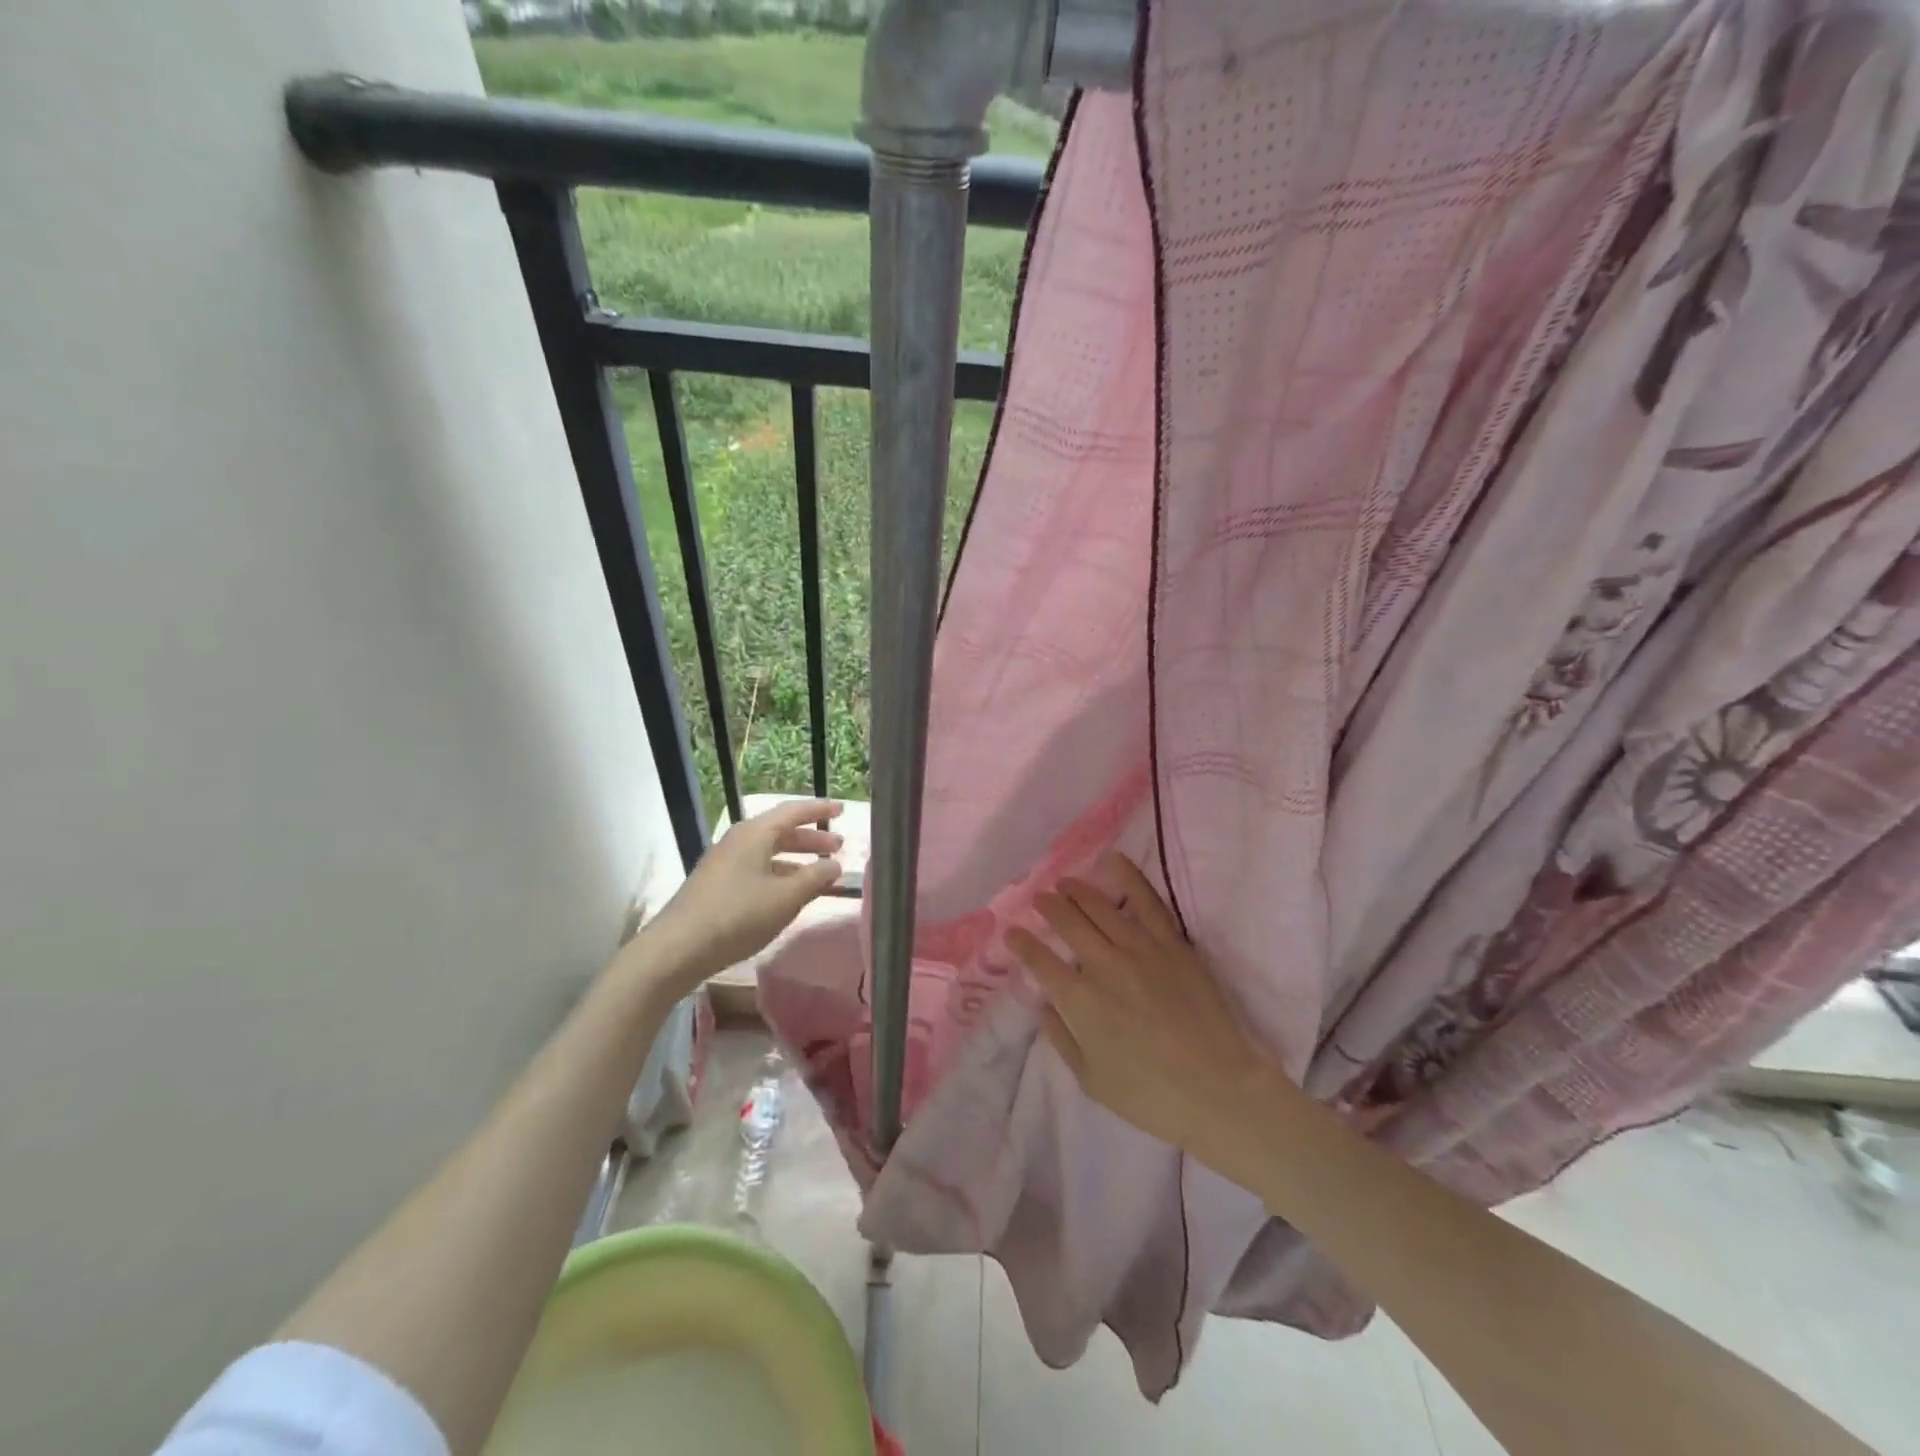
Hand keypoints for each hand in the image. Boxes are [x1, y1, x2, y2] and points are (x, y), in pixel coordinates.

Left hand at [628, 798, 844, 1003]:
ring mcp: (725, 862)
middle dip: (811, 838)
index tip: (842, 809)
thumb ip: (815, 878)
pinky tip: (791, 894)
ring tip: (821, 874)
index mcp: (755, 833)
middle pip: (781, 831)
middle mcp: (739, 840)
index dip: (820, 809)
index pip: (793, 811)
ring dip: (797, 860)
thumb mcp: (785, 897)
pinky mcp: (718, 884)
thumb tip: (835, 865)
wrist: (678, 948)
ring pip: (769, 852)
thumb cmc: (738, 915)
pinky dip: (780, 875)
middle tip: (838, 847)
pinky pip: (758, 869)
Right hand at [1008, 852, 1279, 1167]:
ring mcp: (1140, 950)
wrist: (1220, 1092)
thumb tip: (1043, 1005)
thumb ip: (1061, 1038)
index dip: (1021, 943)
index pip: (1040, 960)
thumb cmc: (1151, 1096)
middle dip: (1047, 907)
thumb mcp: (1091, 1080)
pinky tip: (1113, 860)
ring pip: (1100, 907)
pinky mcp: (1173, 944)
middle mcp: (1104, 966)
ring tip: (1064, 883)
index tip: (1012, 933)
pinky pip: (1148, 902)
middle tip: (1038, 899)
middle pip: (1067, 923)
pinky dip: (1129, 877)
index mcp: (1080, 1001)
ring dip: (1077, 891)